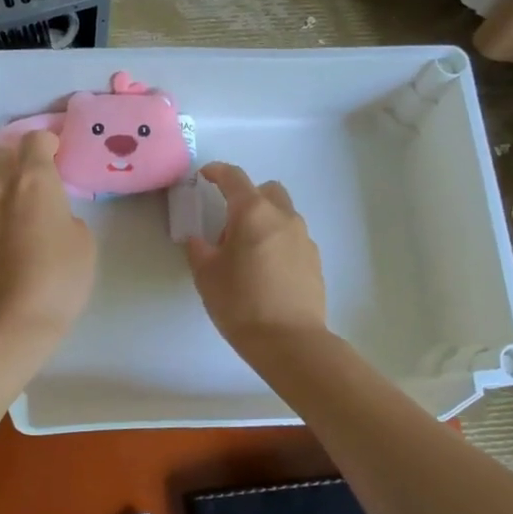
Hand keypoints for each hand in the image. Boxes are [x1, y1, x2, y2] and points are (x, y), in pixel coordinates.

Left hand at [0, 131, 95, 349]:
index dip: (49, 142)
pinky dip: (2, 215)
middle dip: (20, 156)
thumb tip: (52, 220)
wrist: (11, 322)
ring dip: (9, 186)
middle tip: (42, 175)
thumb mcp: (84, 243)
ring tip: (31, 210)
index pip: (35, 140)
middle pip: (3, 154)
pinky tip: (17, 240)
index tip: (61, 154)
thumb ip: (68, 218)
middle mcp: (2, 189)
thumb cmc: (59, 277)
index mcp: (33, 181)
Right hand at [186, 162, 326, 351]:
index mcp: (253, 213)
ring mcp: (303, 238)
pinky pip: (292, 238)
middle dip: (246, 197)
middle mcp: (283, 217)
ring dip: (263, 221)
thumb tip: (198, 240)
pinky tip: (266, 271)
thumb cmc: (240, 303)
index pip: (234, 178)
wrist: (290, 341)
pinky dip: (277, 242)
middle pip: (266, 191)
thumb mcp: (206, 276)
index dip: (217, 172)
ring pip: (282, 215)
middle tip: (228, 225)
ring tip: (246, 253)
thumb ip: (199, 250)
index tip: (205, 176)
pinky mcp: (314, 260)